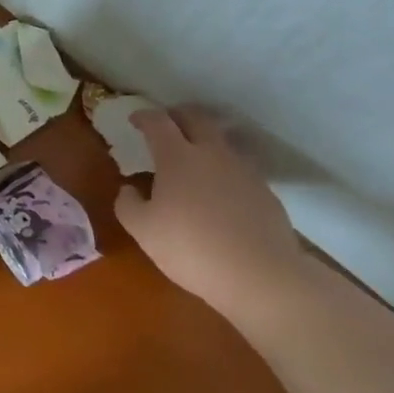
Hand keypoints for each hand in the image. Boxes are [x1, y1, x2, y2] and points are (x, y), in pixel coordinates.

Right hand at [112, 107, 310, 319]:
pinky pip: (240, 169)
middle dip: (178, 116)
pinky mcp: (266, 193)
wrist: (261, 276)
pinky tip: (219, 191)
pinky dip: (224, 169)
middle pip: (196, 119)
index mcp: (177, 157)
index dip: (144, 116)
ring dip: (205, 141)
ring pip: (222, 142)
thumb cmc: (191, 248)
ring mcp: (243, 172)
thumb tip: (129, 189)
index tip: (135, 119)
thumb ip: (127, 204)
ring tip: (194, 156)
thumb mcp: (142, 230)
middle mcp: (212, 154)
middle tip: (166, 124)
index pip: (158, 122)